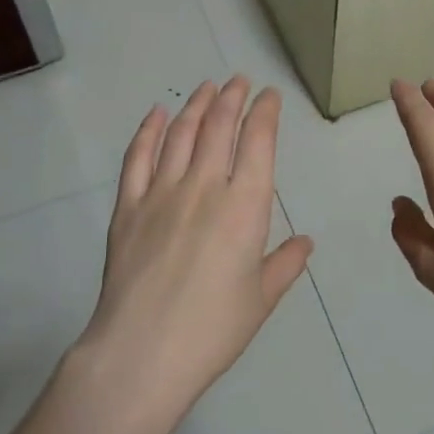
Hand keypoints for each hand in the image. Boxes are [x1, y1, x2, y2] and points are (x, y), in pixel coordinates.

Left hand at [77, 76, 313, 429]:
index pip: (258, 142)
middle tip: (239, 80)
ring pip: (180, 133)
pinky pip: (137, 157)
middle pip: (218, 127)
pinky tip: (155, 114)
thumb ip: (286, 264)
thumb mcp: (261, 299)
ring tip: (207, 87)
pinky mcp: (127, 207)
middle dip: (232, 98)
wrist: (142, 353)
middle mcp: (204, 186)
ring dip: (196, 105)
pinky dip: (148, 130)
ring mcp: (161, 192)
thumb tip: (306, 241)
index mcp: (245, 206)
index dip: (264, 112)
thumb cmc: (212, 329)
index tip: (269, 95)